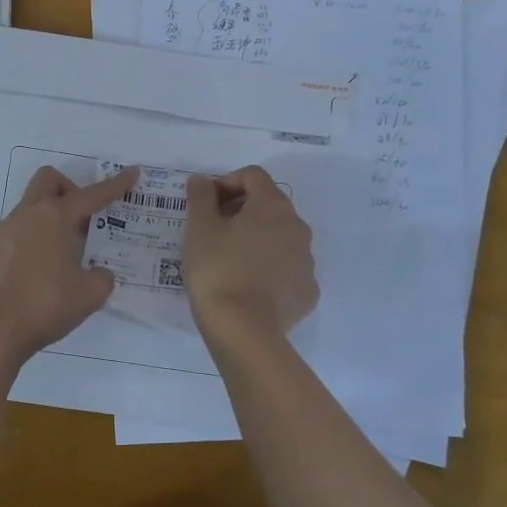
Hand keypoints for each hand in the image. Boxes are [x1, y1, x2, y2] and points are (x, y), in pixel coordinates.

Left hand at [0, 165, 138, 369]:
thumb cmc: (44, 306)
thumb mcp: (89, 295)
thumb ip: (101, 277)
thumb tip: (97, 272)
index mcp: (54, 218)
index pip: (91, 195)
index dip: (115, 184)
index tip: (132, 173)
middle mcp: (25, 216)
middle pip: (48, 180)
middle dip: (69, 189)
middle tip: (81, 221)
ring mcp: (0, 232)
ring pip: (28, 210)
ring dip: (47, 222)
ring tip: (58, 259)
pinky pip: (11, 235)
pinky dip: (28, 244)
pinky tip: (32, 276)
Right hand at [183, 166, 318, 338]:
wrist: (243, 330)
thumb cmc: (218, 270)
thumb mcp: (199, 229)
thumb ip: (200, 197)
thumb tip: (202, 180)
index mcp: (273, 207)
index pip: (253, 176)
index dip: (226, 182)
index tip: (205, 203)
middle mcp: (298, 228)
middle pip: (269, 206)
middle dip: (240, 211)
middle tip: (213, 231)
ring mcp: (307, 262)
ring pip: (279, 239)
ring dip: (255, 240)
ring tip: (228, 260)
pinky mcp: (307, 292)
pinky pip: (286, 269)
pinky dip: (267, 269)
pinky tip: (246, 285)